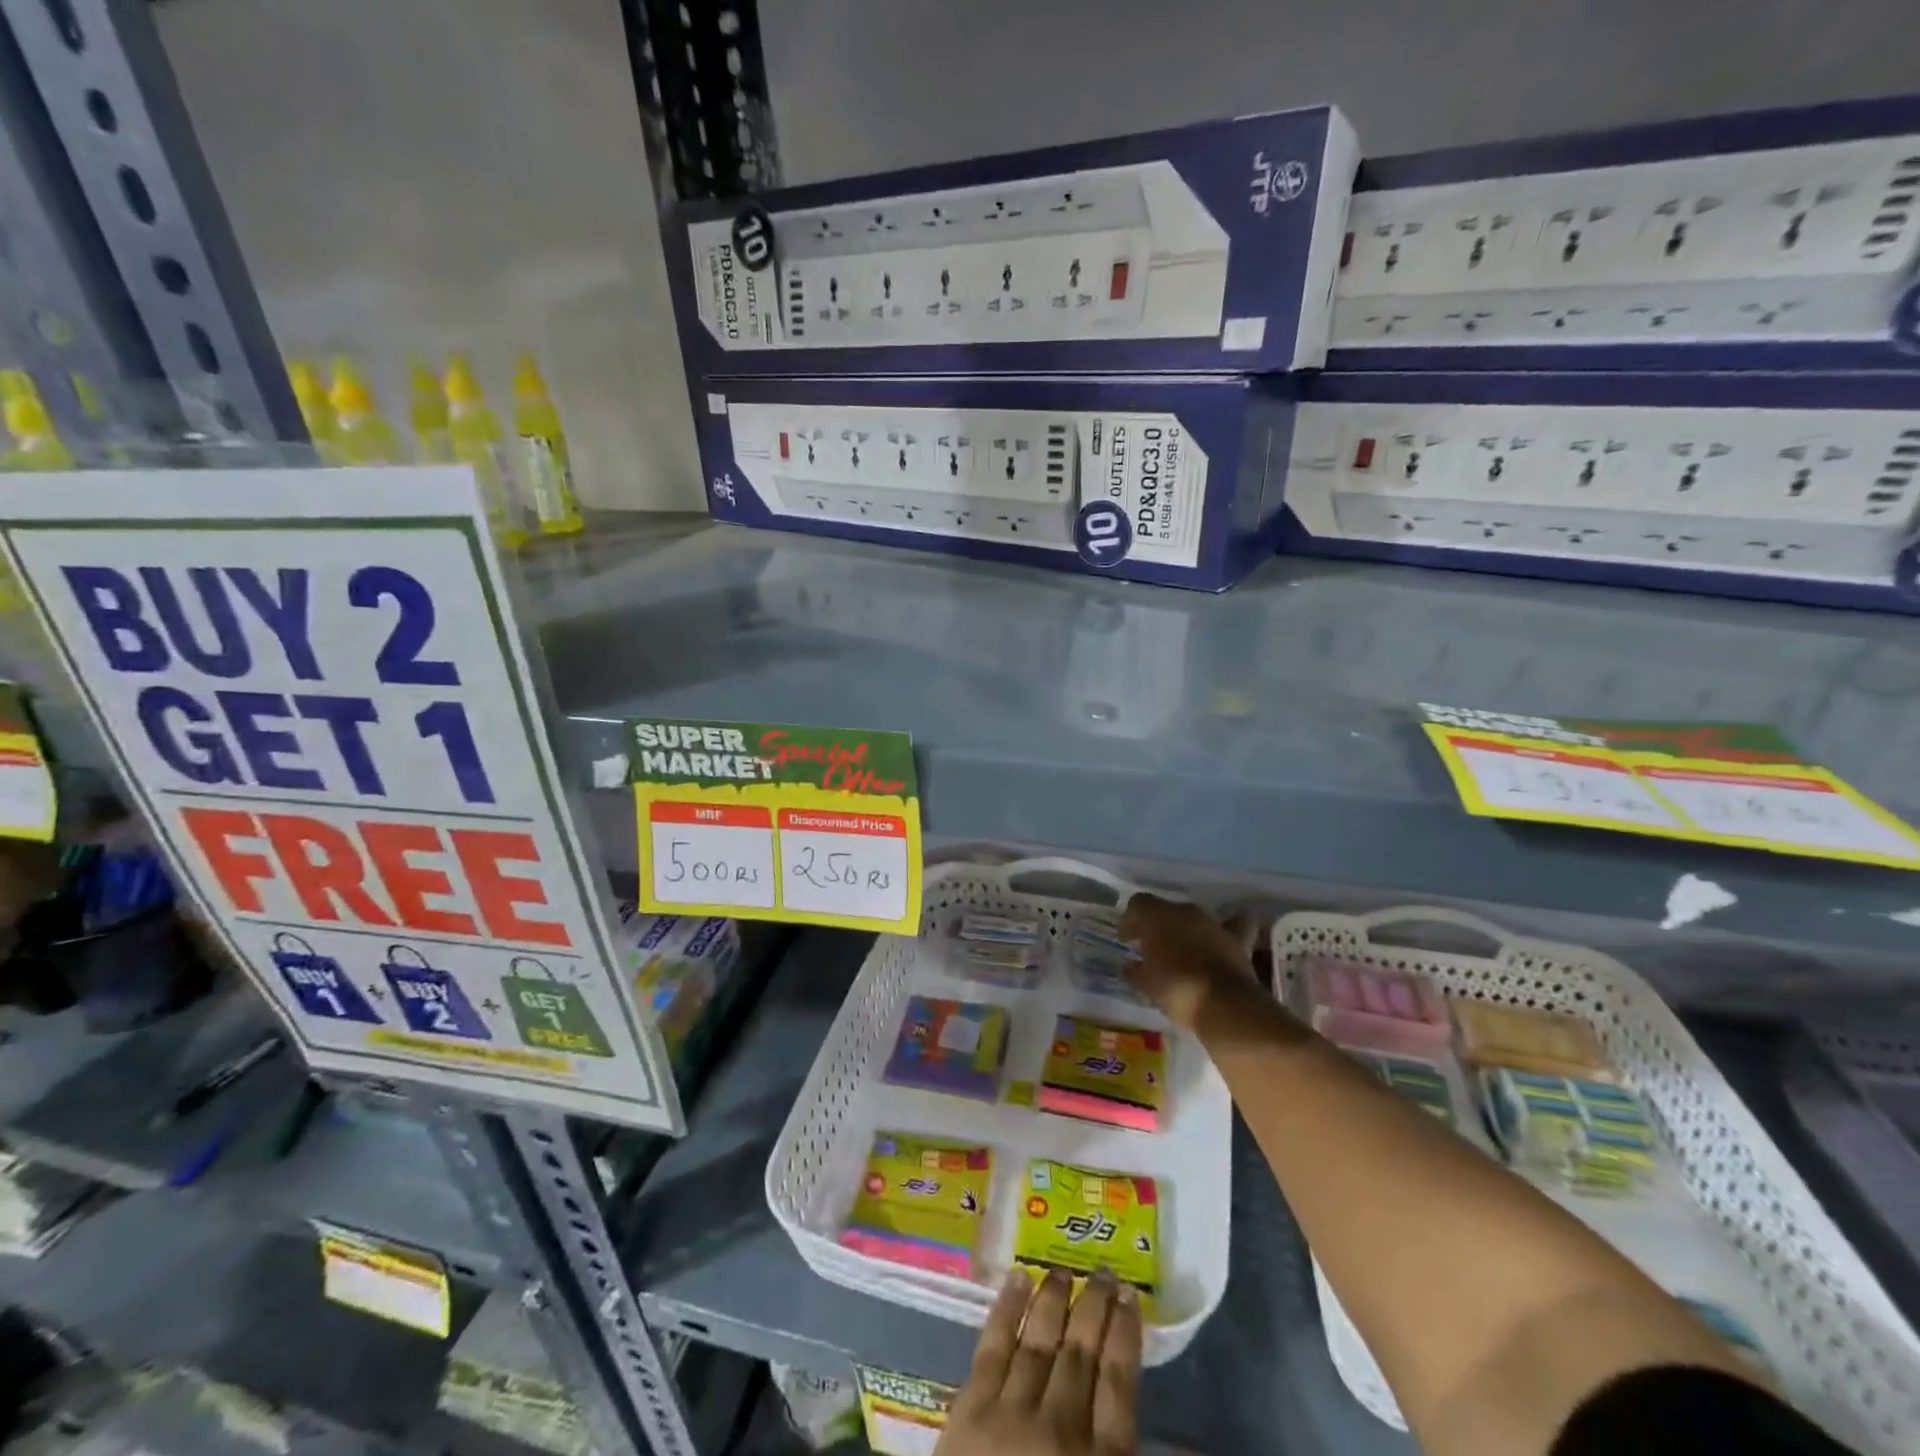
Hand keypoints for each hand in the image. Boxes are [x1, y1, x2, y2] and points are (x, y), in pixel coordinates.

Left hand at [936, 1269, 1140, 1455]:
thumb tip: (1195, 1447)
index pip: (1119, 1384)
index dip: (1125, 1336)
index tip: (1131, 1297)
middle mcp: (1060, 1428)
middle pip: (1081, 1352)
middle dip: (1094, 1307)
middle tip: (1103, 1271)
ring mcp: (1011, 1414)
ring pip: (1038, 1340)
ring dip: (1053, 1299)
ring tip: (1062, 1269)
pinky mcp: (969, 1410)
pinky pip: (991, 1346)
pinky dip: (1005, 1308)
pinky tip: (1016, 1279)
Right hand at [1116, 894, 1257, 1031]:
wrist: (1224, 1004)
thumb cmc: (1176, 990)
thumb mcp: (1146, 985)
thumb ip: (1135, 971)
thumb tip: (1131, 965)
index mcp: (1156, 917)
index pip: (1137, 905)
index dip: (1129, 921)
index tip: (1126, 940)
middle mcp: (1184, 912)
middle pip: (1165, 909)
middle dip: (1157, 926)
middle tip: (1152, 947)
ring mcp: (1212, 923)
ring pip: (1194, 917)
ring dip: (1186, 928)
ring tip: (1183, 947)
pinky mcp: (1237, 939)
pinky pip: (1235, 924)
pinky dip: (1229, 927)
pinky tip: (1222, 937)